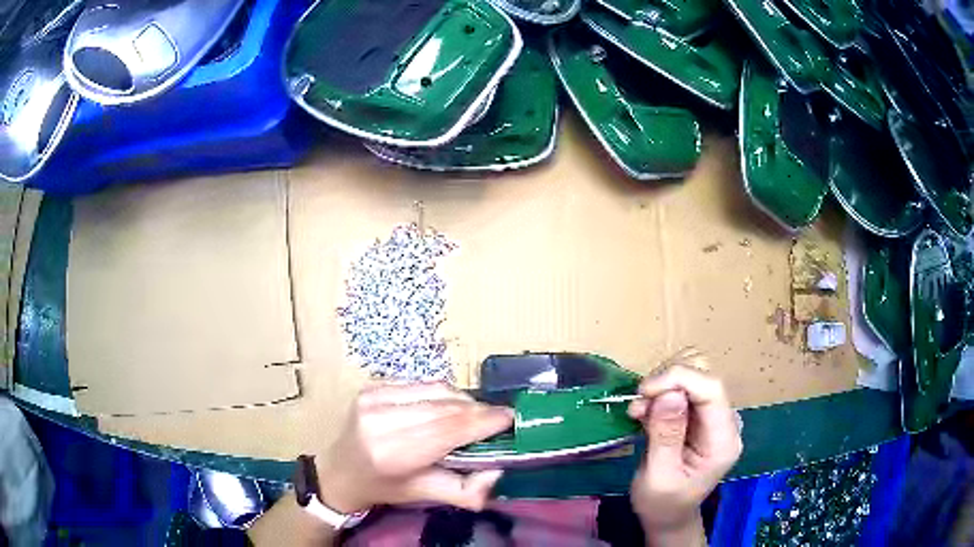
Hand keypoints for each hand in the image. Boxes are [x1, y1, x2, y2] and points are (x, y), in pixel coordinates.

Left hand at [315, 382, 513, 512]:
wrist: (340, 471)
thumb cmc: (384, 487)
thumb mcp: (425, 496)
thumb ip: (467, 491)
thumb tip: (499, 470)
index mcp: (391, 453)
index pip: (447, 429)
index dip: (483, 421)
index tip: (511, 419)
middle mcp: (380, 420)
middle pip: (445, 407)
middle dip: (479, 411)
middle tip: (500, 420)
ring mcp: (373, 397)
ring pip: (436, 390)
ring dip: (463, 401)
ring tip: (476, 416)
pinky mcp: (373, 386)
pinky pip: (422, 384)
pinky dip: (443, 395)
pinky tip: (449, 408)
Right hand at [627, 350, 742, 544]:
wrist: (667, 514)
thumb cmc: (662, 504)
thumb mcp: (658, 477)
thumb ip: (665, 436)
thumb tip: (668, 394)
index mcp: (723, 440)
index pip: (712, 389)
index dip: (679, 378)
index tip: (644, 392)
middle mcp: (725, 420)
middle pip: (704, 372)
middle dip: (667, 380)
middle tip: (640, 406)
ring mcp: (713, 414)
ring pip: (693, 370)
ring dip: (661, 384)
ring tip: (640, 411)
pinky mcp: (699, 413)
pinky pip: (681, 384)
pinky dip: (659, 390)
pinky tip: (644, 412)